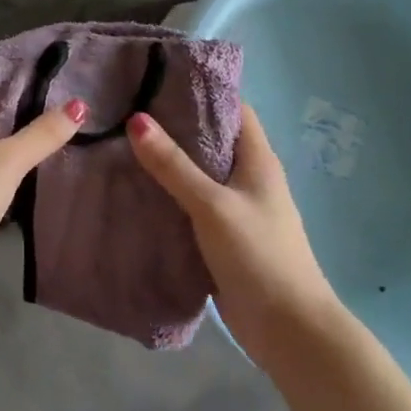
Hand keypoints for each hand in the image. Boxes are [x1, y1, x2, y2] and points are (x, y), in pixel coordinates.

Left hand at [0, 59, 85, 277]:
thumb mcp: (8, 162)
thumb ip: (42, 133)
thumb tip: (78, 105)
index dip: (13, 64)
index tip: (49, 65)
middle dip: (18, 97)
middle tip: (60, 96)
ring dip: (11, 128)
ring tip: (50, 126)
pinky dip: (0, 154)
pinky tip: (25, 164)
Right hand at [127, 103, 341, 354]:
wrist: (289, 331)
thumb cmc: (260, 256)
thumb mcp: (213, 205)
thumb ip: (174, 165)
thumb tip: (136, 119)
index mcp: (257, 161)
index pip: (232, 109)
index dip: (200, 91)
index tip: (159, 79)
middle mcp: (248, 179)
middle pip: (210, 139)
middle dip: (174, 124)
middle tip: (128, 108)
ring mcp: (236, 209)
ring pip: (198, 173)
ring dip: (167, 161)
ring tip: (121, 142)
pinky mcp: (222, 237)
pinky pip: (190, 204)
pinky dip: (167, 194)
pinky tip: (135, 189)